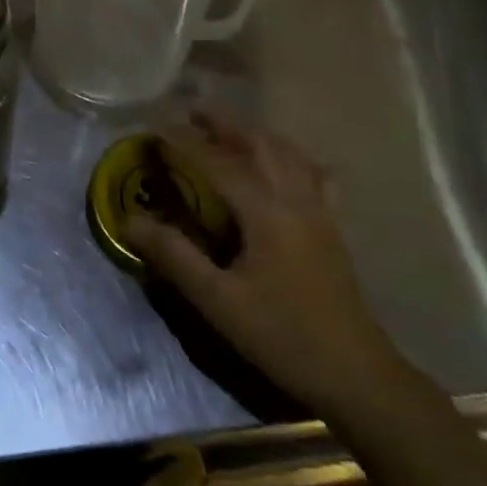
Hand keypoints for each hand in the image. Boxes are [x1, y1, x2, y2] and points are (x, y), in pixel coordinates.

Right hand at [122, 111, 397, 410]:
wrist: (356, 374)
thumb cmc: (282, 336)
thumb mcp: (218, 301)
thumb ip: (174, 256)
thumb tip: (130, 220)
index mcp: (265, 211)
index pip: (216, 161)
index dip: (182, 141)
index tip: (153, 126)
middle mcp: (294, 198)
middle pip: (258, 143)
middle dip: (224, 122)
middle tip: (192, 112)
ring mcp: (319, 210)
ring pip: (288, 152)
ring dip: (255, 133)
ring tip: (229, 130)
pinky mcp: (331, 226)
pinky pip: (313, 173)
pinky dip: (292, 157)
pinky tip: (286, 164)